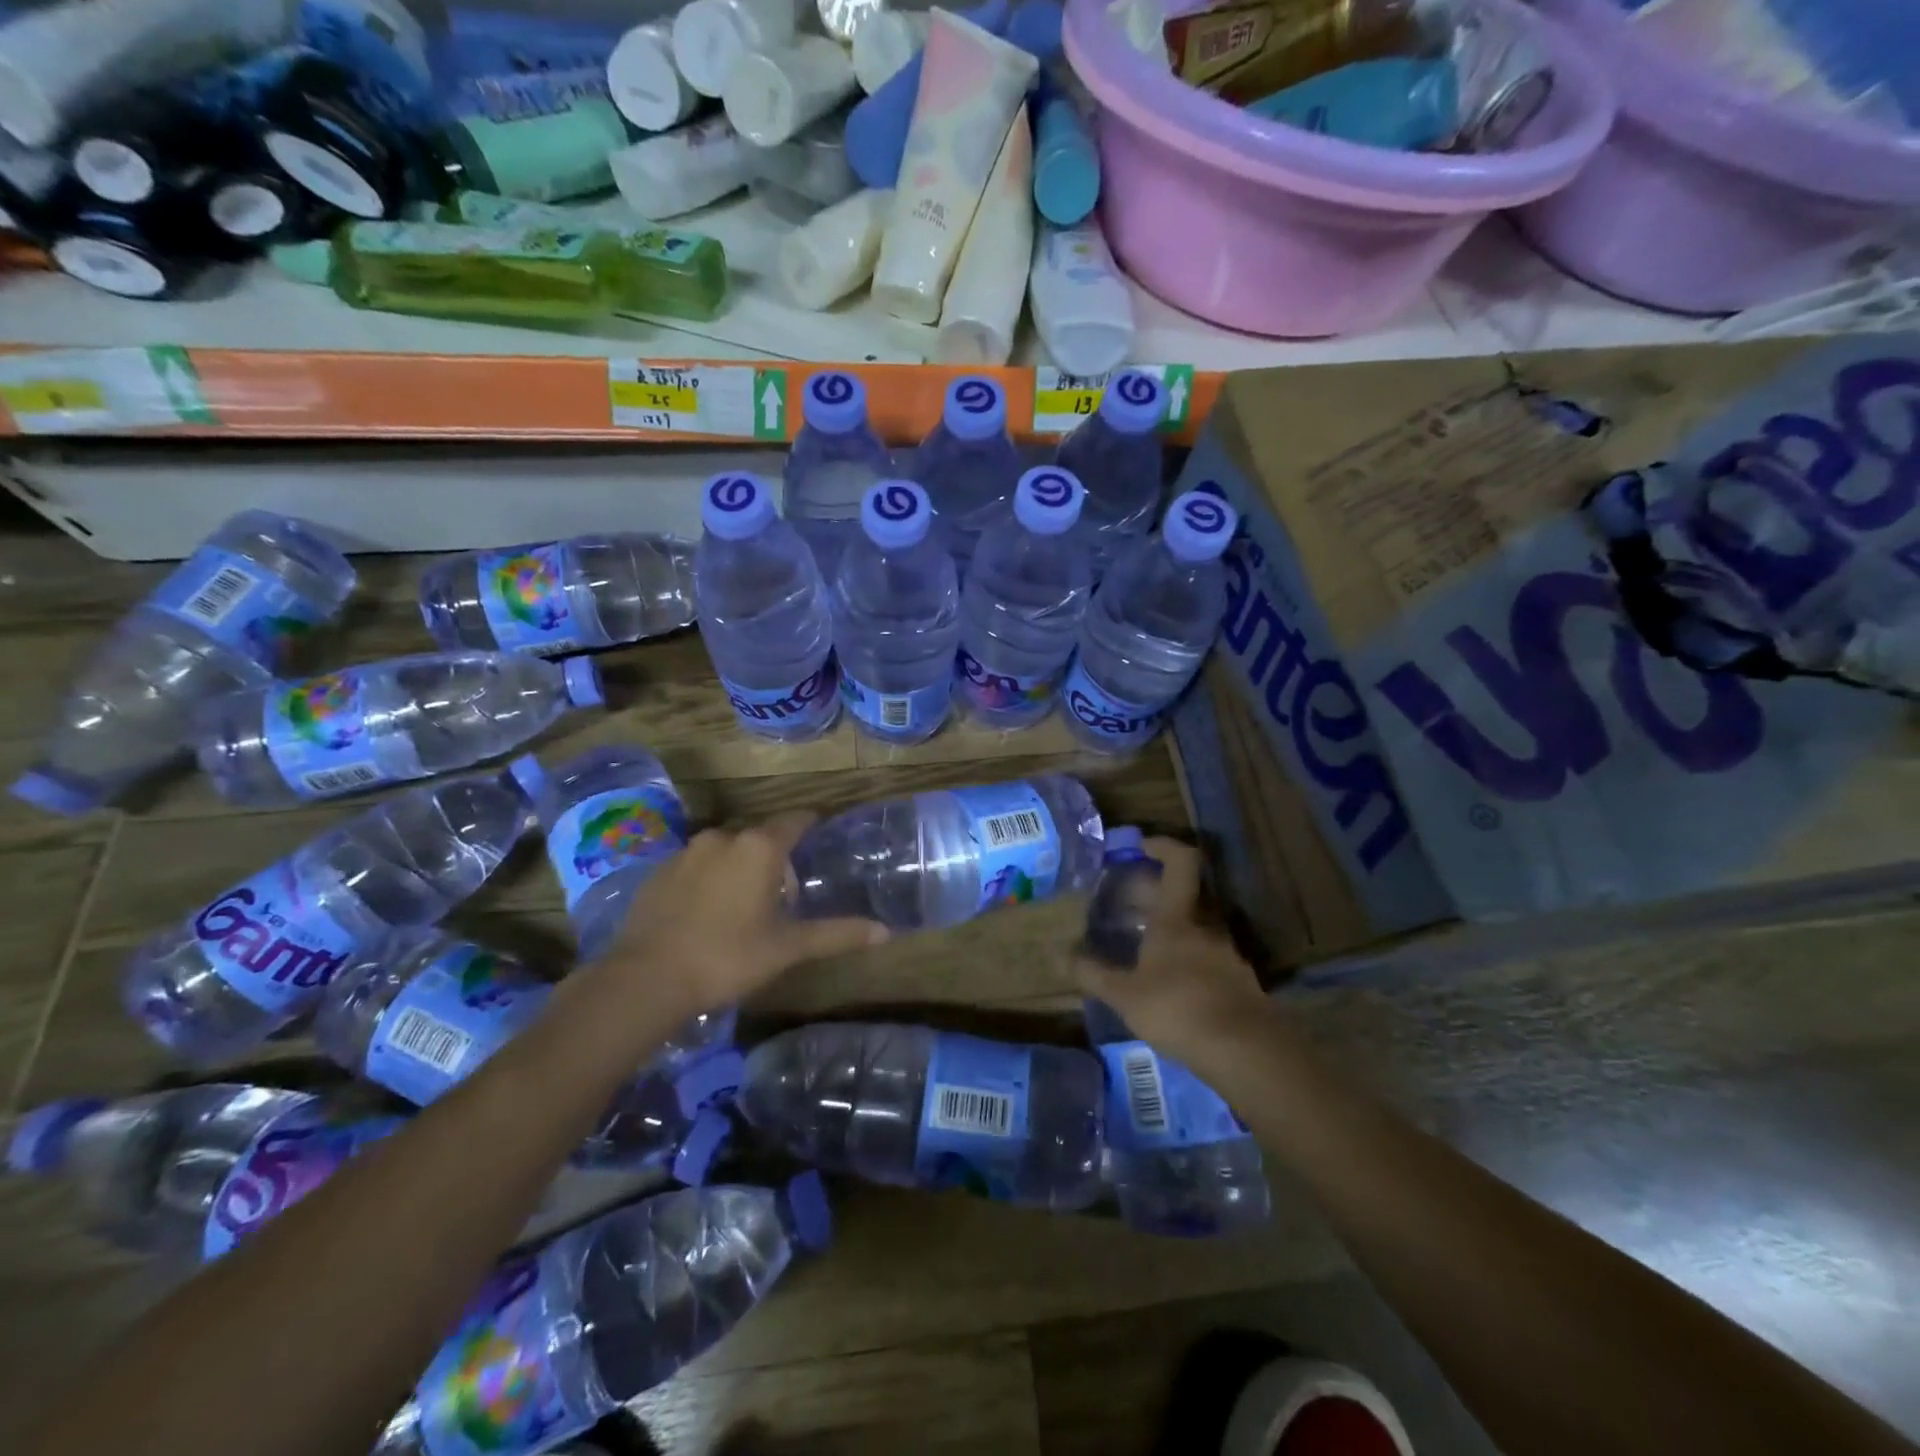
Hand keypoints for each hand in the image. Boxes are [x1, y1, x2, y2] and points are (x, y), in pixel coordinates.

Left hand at [598, 812, 888, 1014]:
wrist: (646, 979)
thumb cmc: (728, 956)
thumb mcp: (788, 947)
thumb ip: (837, 934)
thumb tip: (886, 932)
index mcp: (758, 847)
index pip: (795, 820)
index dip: (811, 824)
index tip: (822, 835)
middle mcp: (722, 838)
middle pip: (760, 837)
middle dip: (776, 858)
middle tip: (785, 894)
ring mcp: (685, 853)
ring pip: (725, 851)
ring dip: (740, 868)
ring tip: (745, 906)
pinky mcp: (657, 872)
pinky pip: (695, 866)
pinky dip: (708, 880)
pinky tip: (706, 914)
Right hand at [1074, 837, 1269, 1067]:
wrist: (1246, 1051)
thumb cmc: (1178, 1009)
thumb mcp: (1125, 995)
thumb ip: (1094, 974)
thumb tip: (1064, 955)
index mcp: (1178, 918)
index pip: (1180, 863)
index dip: (1163, 846)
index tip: (1142, 846)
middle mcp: (1206, 927)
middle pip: (1187, 894)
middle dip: (1157, 893)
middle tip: (1129, 902)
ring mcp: (1227, 954)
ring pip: (1198, 926)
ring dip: (1174, 927)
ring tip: (1146, 946)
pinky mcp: (1239, 981)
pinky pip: (1209, 956)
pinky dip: (1189, 957)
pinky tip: (1172, 982)